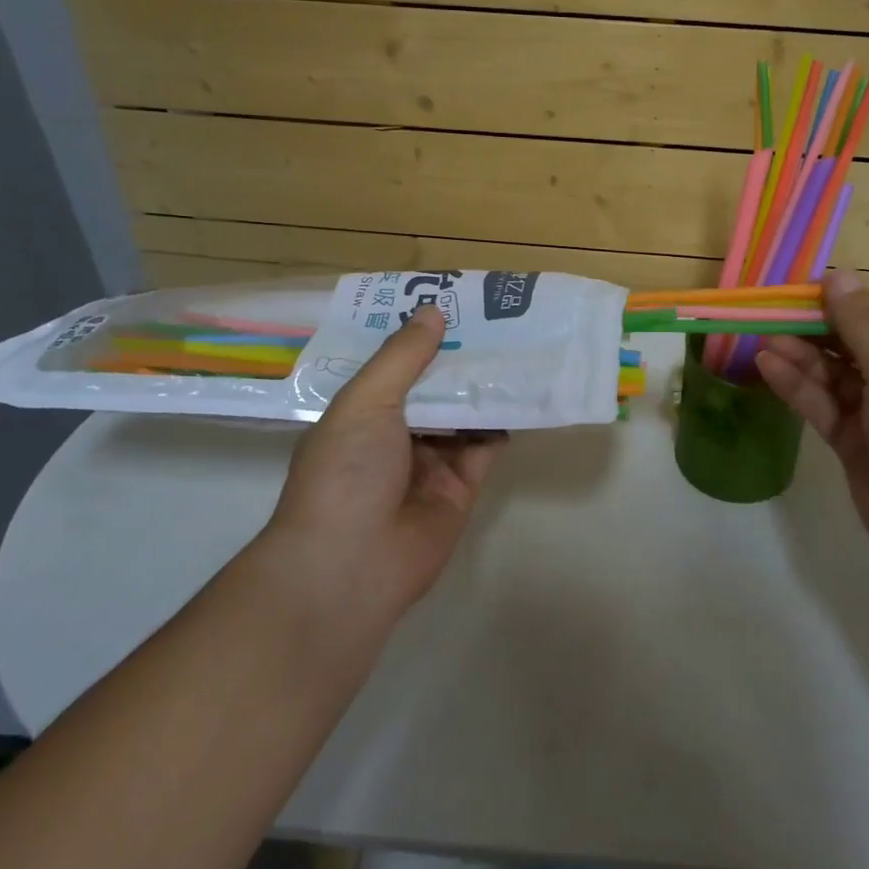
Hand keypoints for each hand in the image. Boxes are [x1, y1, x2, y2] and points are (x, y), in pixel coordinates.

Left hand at [266, 304, 505, 619]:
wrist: (353, 565)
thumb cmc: (346, 472)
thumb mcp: (365, 401)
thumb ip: (402, 357)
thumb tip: (433, 310)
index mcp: (359, 414)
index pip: (390, 366)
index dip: (416, 337)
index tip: (447, 302)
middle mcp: (392, 436)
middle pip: (431, 389)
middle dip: (456, 358)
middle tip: (493, 318)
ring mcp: (427, 464)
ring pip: (462, 416)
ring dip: (483, 387)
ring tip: (516, 347)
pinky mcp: (460, 489)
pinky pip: (485, 449)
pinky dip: (502, 424)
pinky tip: (522, 394)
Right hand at [755, 270, 868, 590]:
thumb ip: (861, 324)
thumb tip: (837, 274)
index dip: (843, 302)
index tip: (800, 289)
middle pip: (856, 345)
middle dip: (814, 329)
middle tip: (769, 312)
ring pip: (836, 377)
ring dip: (801, 356)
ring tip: (761, 336)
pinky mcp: (859, 447)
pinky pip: (825, 407)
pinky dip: (799, 387)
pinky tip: (768, 366)